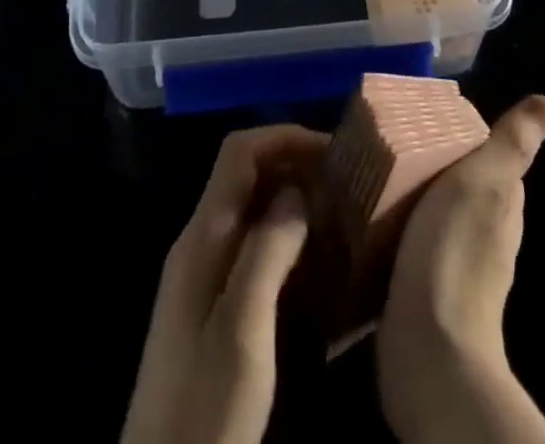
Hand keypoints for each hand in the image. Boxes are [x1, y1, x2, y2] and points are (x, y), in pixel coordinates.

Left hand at [122, 125, 327, 443]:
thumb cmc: (205, 407)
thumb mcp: (243, 330)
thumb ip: (267, 251)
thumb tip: (297, 189)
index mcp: (202, 236)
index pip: (239, 152)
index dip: (284, 138)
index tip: (333, 151)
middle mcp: (199, 242)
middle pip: (245, 174)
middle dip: (294, 165)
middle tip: (344, 184)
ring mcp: (202, 274)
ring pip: (250, 208)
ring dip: (292, 199)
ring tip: (339, 214)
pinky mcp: (211, 304)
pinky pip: (250, 244)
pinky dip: (284, 235)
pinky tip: (314, 260)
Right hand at [377, 96, 544, 443]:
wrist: (429, 349)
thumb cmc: (454, 251)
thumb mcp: (483, 182)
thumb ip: (511, 143)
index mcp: (503, 205)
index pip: (486, 157)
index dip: (459, 136)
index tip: (422, 119)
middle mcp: (486, 235)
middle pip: (457, 184)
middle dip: (428, 164)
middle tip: (388, 142)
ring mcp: (455, 265)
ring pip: (432, 214)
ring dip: (408, 197)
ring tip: (371, 174)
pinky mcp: (424, 291)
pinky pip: (409, 244)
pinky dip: (395, 229)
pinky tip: (369, 221)